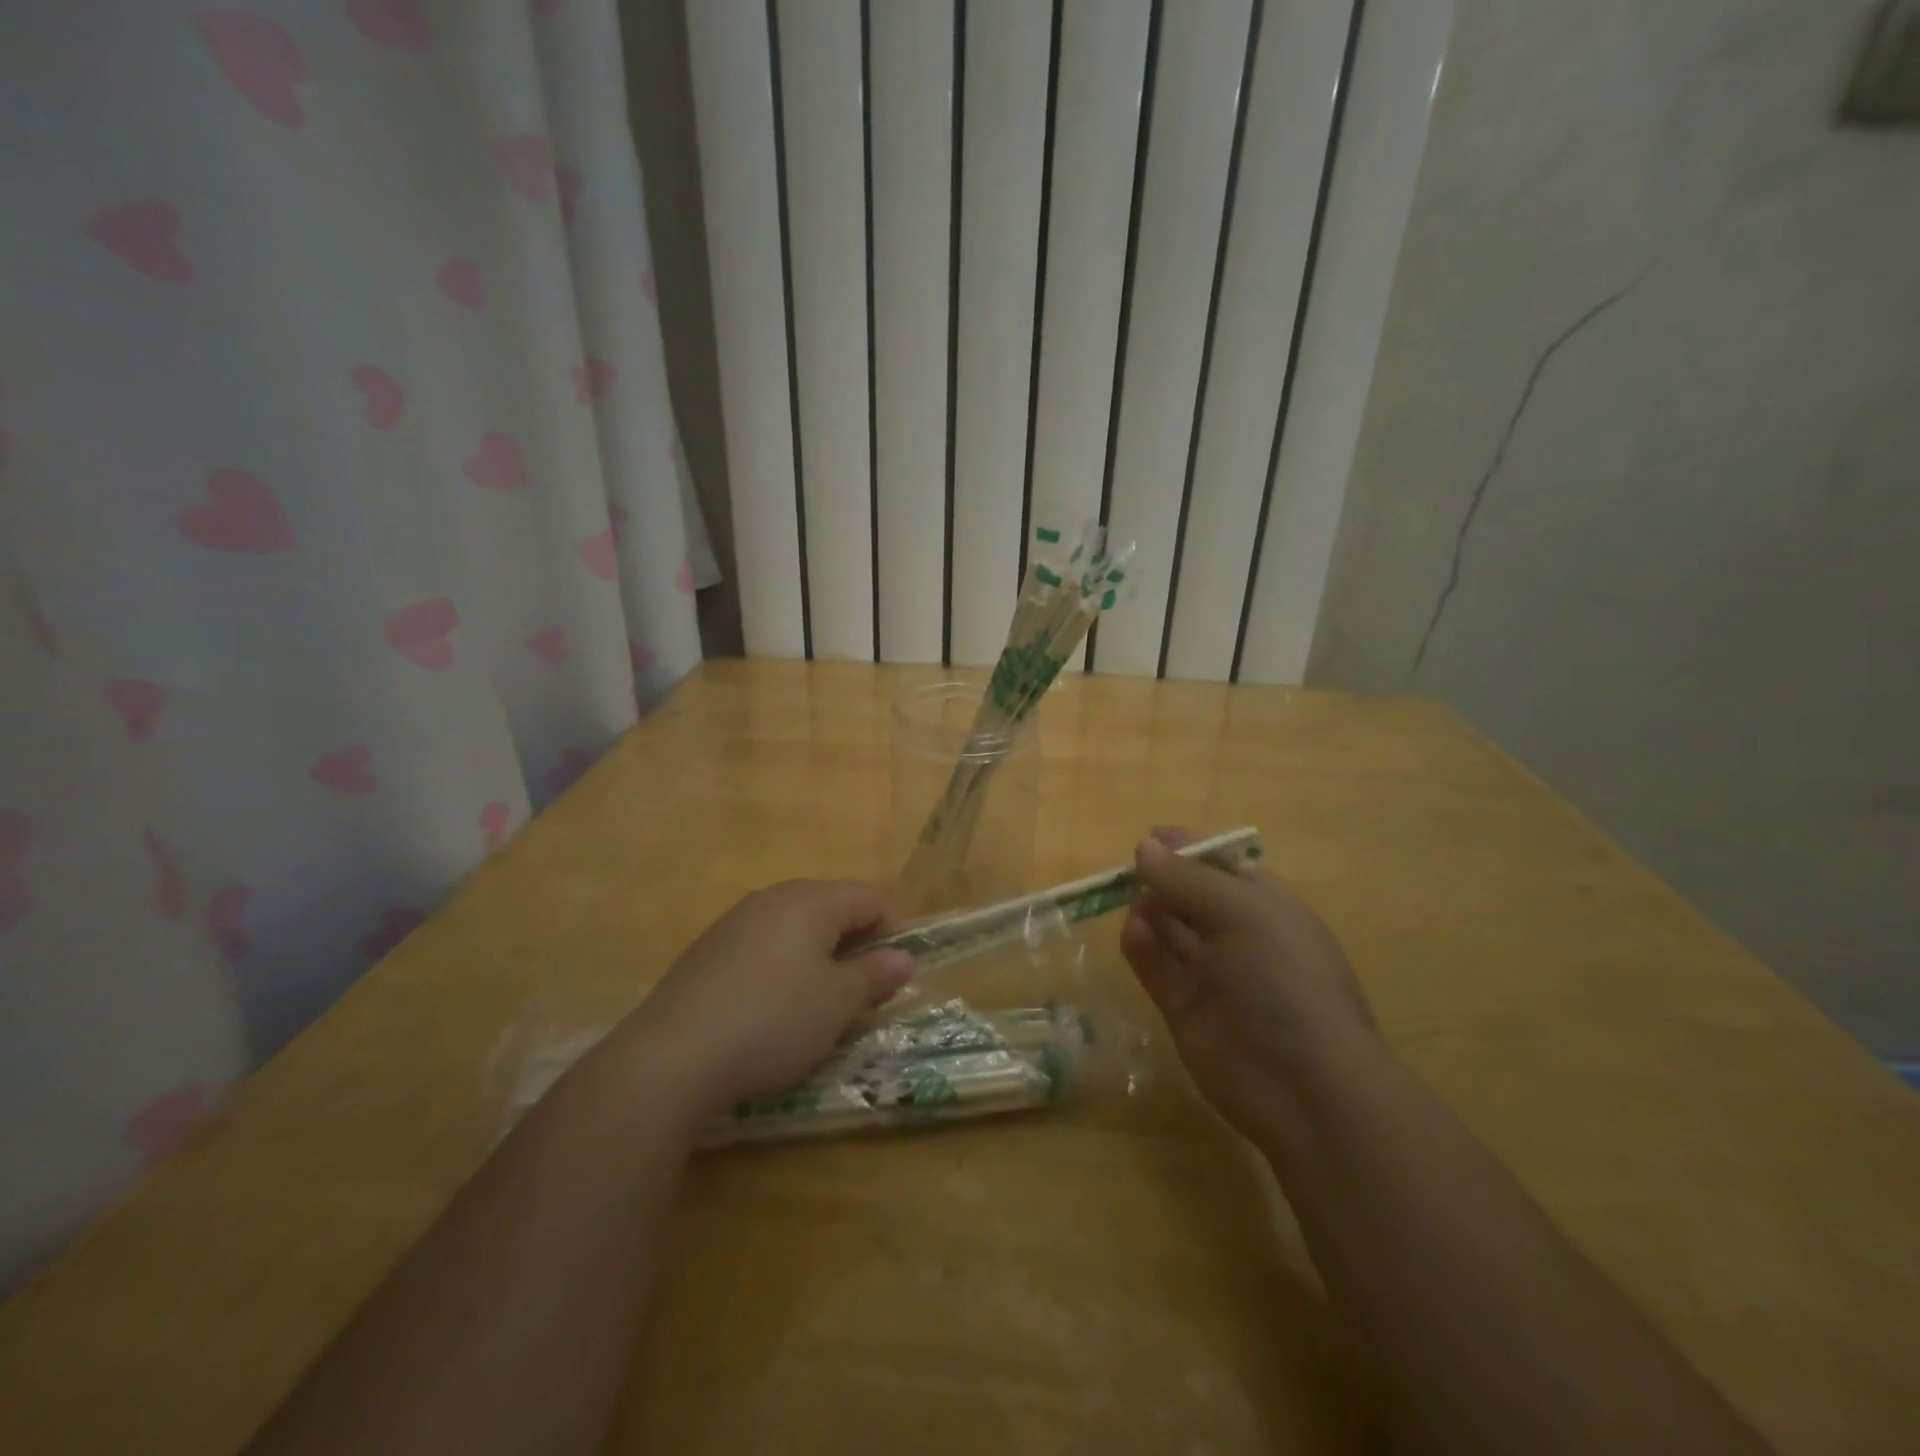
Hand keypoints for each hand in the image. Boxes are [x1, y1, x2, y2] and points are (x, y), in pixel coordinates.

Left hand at [619, 880, 913, 1116]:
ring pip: (797, 925)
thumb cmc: (772, 1022)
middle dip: (858, 942)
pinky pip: (764, 944)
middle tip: (863, 990)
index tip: (896, 974)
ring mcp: (736, 921)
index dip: (896, 930)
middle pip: (833, 905)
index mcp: (812, 900)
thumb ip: (876, 975)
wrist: (670, 1058)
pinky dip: (784, 966)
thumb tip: (904, 958)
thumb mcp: (837, 1004)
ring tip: (821, 1002)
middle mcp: (774, 898)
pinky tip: (773, 1007)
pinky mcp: (709, 950)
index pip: (872, 897)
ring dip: (821, 955)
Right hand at [1121, 829, 1381, 1145]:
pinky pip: (1153, 966)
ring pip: (1166, 927)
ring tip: (1138, 909)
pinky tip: (1134, 935)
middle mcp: (1235, 934)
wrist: (1306, 1088)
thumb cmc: (1288, 982)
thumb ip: (1190, 879)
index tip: (1151, 837)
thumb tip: (1145, 846)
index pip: (1221, 865)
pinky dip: (1140, 947)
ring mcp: (1208, 972)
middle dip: (1161, 879)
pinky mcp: (1182, 1006)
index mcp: (1265, 906)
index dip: (1188, 849)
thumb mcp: (1246, 915)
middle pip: (1187, 894)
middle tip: (1133, 875)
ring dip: (1148, 911)